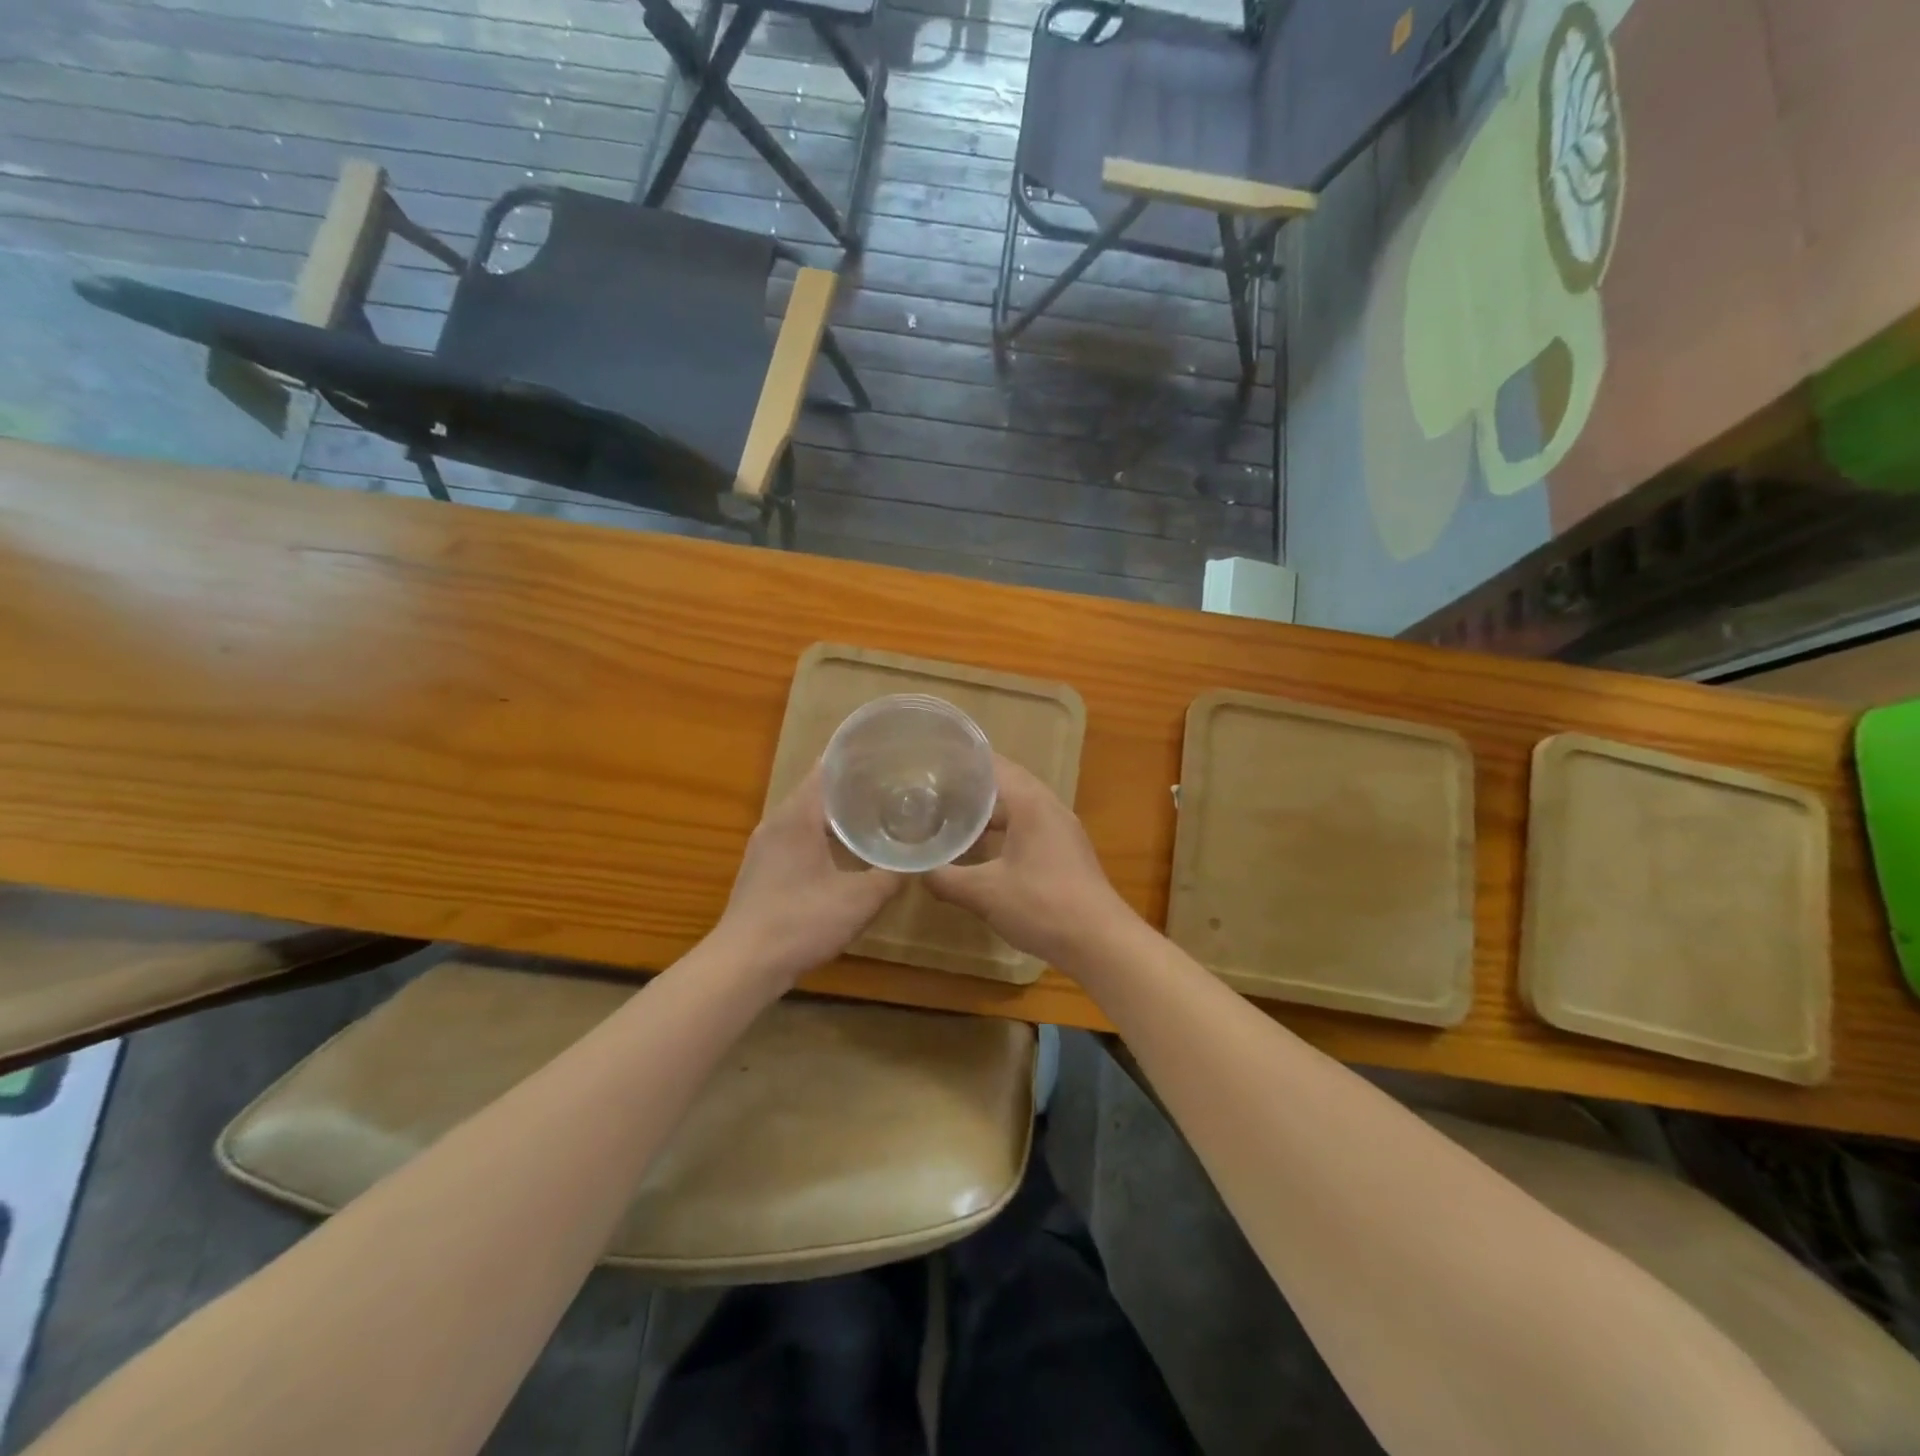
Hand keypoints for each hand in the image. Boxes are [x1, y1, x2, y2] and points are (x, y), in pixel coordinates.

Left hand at [711, 766, 904, 987]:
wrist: (743, 965)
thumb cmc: (801, 923)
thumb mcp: (859, 900)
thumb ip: (892, 875)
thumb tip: (918, 858)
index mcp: (798, 816)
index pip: (827, 769)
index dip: (857, 759)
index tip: (889, 755)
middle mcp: (777, 821)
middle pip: (818, 790)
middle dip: (854, 786)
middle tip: (893, 786)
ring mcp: (766, 845)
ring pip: (808, 815)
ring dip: (838, 813)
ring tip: (876, 815)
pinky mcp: (763, 867)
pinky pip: (798, 836)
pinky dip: (823, 834)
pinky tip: (846, 851)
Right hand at [927, 755, 1140, 970]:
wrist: (1100, 941)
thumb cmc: (1042, 906)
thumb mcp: (984, 893)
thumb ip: (946, 878)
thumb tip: (916, 871)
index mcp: (1031, 803)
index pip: (993, 765)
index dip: (962, 761)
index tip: (931, 762)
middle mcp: (1049, 807)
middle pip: (1007, 782)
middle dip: (972, 784)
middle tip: (934, 788)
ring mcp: (1062, 829)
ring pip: (1019, 806)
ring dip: (989, 809)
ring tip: (953, 815)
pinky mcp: (1066, 850)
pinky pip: (1029, 825)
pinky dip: (1005, 828)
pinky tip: (984, 848)